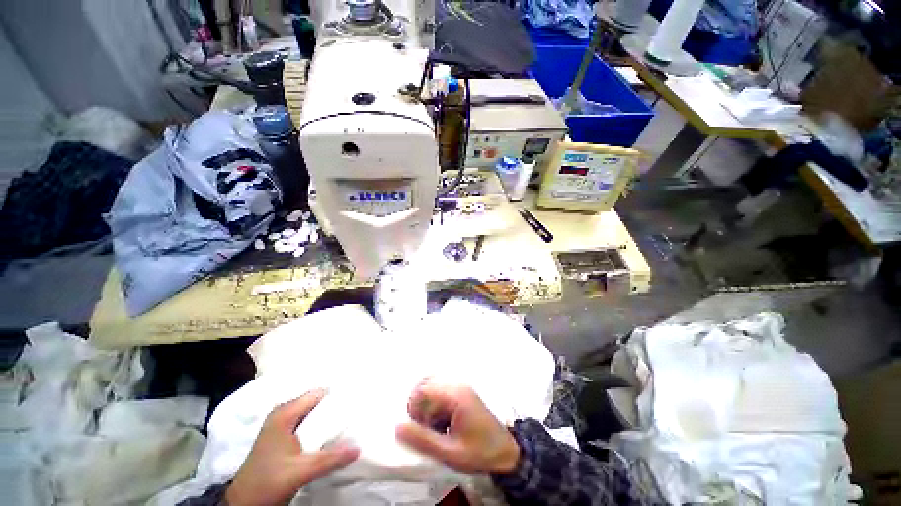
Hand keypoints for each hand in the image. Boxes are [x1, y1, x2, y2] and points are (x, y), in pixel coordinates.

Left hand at [226, 389, 359, 505]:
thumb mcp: (300, 472)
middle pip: (316, 403)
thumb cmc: (267, 483)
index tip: (356, 400)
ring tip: (348, 423)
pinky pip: (307, 424)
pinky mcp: (282, 437)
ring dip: (328, 419)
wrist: (244, 504)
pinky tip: (331, 435)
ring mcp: (281, 425)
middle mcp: (283, 413)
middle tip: (356, 412)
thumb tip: (358, 446)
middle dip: (335, 407)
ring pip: (312, 414)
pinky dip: (320, 427)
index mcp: (285, 413)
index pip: (318, 394)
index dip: (337, 396)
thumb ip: (329, 459)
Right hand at [395, 380, 519, 474]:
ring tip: (431, 425)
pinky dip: (434, 403)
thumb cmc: (479, 452)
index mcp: (455, 395)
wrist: (506, 451)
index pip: (423, 389)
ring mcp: (461, 387)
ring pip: (432, 385)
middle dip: (419, 404)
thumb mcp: (450, 452)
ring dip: (426, 403)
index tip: (416, 427)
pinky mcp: (462, 393)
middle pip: (426, 383)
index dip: (414, 406)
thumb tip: (397, 426)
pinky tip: (440, 422)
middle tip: (423, 426)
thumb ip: (423, 440)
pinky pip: (440, 390)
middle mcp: (457, 385)